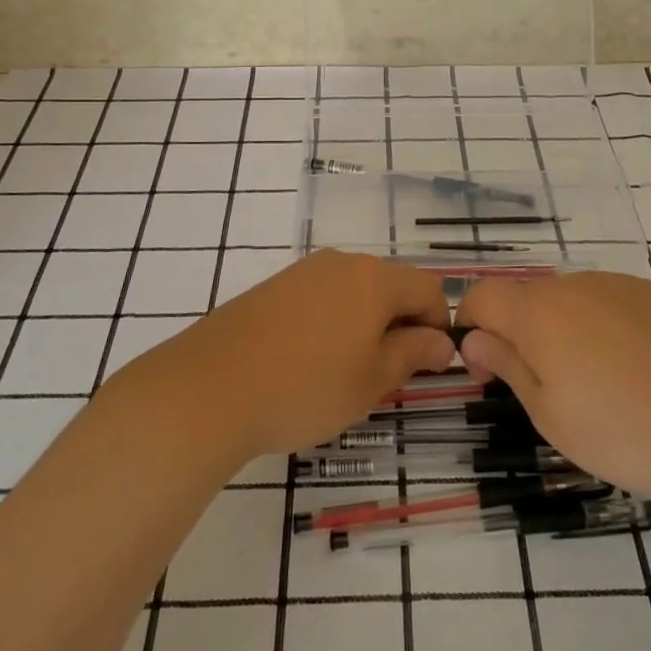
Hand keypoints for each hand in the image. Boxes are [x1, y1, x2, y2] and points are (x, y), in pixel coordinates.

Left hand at [114, 250, 454, 460]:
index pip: (429, 289)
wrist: (209, 388)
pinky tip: (308, 363)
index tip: (426, 367)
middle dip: (400, 326)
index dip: (438, 327)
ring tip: (345, 374)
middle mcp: (341, 263)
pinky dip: (331, 324)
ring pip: (354, 293)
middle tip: (386, 377)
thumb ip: (412, 354)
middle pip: (390, 286)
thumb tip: (441, 341)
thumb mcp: (371, 380)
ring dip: (365, 326)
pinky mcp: (273, 288)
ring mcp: (303, 272)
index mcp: (373, 278)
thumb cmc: (305, 387)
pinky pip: (320, 299)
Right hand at [457, 270, 650, 500]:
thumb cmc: (627, 430)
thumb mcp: (552, 416)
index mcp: (538, 313)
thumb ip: (508, 367)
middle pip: (522, 297)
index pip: (481, 295)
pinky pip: (602, 301)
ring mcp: (613, 284)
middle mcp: (571, 285)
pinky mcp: (648, 293)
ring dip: (557, 330)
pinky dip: (596, 326)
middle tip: (539, 387)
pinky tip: (627, 367)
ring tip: (591, 382)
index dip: (470, 326)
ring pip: (564, 299)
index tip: (485, 372)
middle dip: (515, 333)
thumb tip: (474, 340)